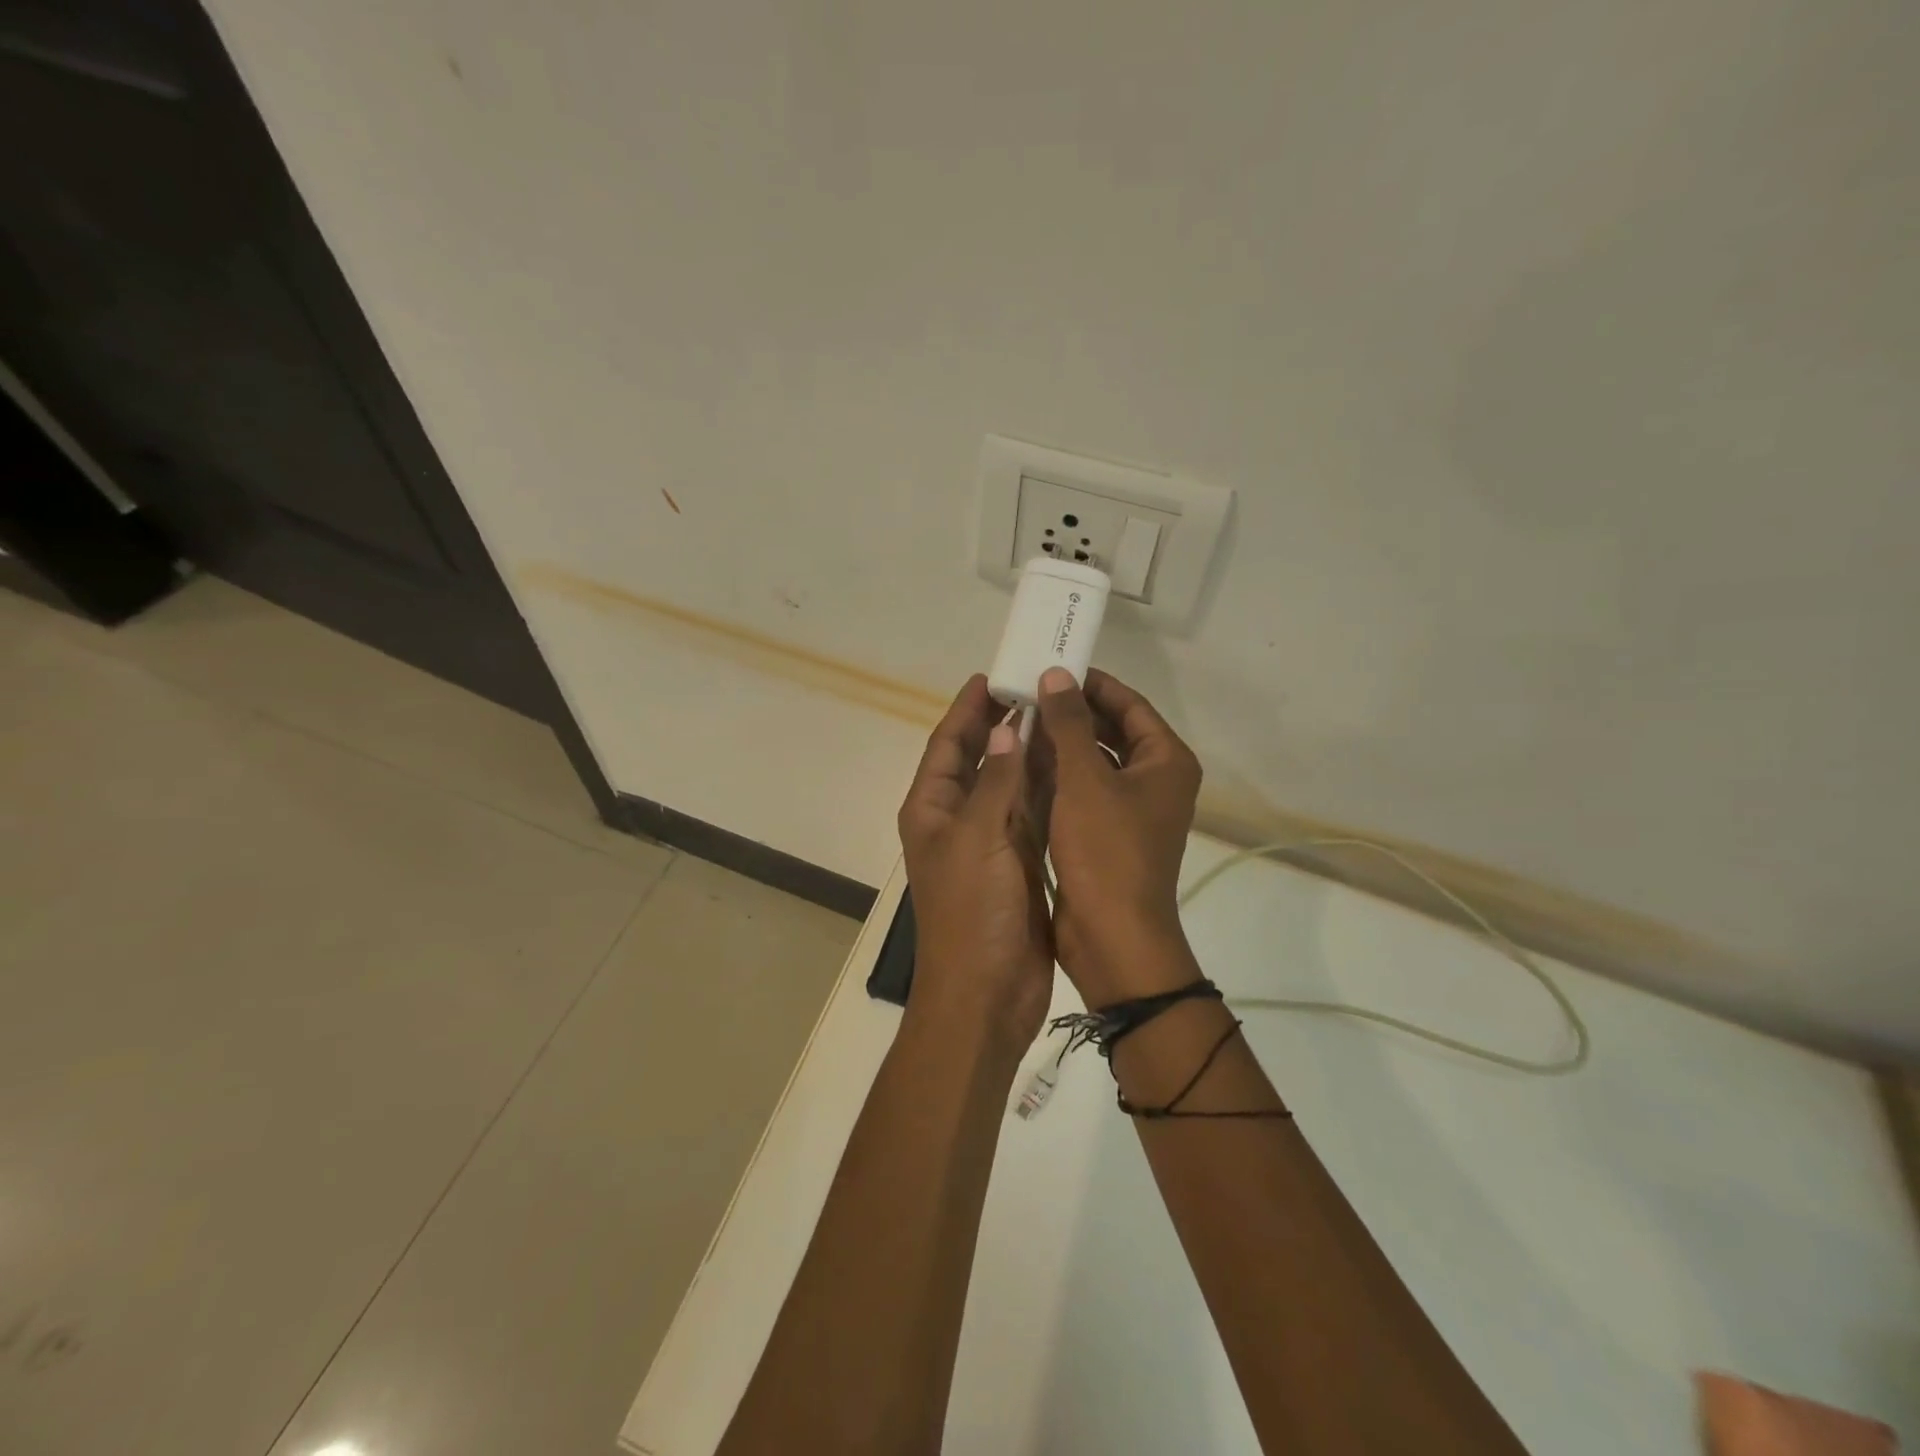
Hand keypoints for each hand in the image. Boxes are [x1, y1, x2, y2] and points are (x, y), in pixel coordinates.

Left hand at [896, 675, 1053, 1054]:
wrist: (987, 994)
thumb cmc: (972, 912)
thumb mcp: (978, 837)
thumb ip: (994, 780)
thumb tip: (1006, 727)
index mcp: (932, 809)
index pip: (947, 744)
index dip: (967, 709)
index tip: (993, 675)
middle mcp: (957, 819)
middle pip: (978, 759)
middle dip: (1002, 724)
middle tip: (1036, 688)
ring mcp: (989, 842)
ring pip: (1009, 784)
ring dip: (1029, 753)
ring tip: (1060, 715)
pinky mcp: (1019, 863)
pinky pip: (1032, 814)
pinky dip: (1047, 789)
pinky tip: (1071, 765)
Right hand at [1035, 666, 1203, 1007]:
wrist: (1113, 937)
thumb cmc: (1106, 852)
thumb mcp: (1085, 780)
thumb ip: (1070, 724)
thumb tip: (1056, 675)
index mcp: (1165, 761)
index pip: (1130, 704)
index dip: (1092, 683)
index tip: (1052, 668)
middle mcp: (1155, 780)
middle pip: (1113, 731)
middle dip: (1072, 713)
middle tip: (1028, 693)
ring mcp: (1132, 809)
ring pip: (1095, 761)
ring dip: (1062, 743)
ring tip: (1019, 721)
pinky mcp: (1108, 833)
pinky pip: (1084, 790)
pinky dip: (1059, 776)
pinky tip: (1023, 764)